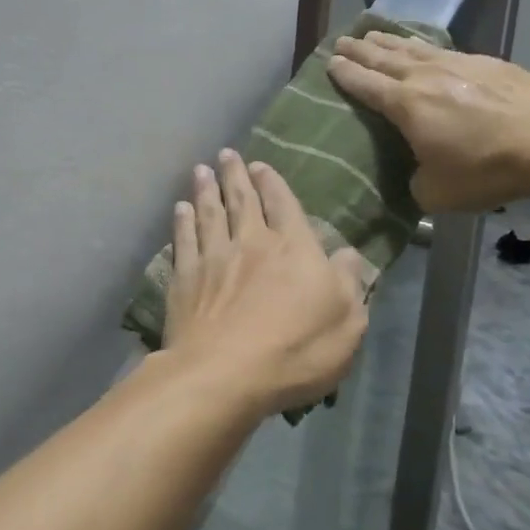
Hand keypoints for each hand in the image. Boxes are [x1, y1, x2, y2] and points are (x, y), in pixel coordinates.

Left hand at [164, 150, 371, 415]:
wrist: (225, 374)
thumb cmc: (296, 351)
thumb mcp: (347, 322)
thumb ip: (349, 283)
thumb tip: (348, 254)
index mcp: (294, 248)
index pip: (284, 205)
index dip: (273, 183)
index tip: (261, 166)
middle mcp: (252, 243)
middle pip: (242, 201)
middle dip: (235, 175)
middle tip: (226, 154)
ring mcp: (214, 259)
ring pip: (209, 214)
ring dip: (205, 189)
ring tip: (201, 170)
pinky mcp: (185, 280)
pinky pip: (183, 240)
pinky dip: (182, 222)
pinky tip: (180, 209)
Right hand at [327, 32, 529, 212]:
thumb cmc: (487, 169)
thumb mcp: (438, 192)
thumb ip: (416, 181)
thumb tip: (418, 173)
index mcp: (406, 105)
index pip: (366, 85)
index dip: (346, 74)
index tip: (330, 63)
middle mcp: (426, 77)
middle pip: (385, 58)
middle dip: (361, 50)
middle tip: (342, 41)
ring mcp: (458, 64)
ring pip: (414, 48)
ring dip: (390, 42)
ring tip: (374, 34)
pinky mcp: (487, 63)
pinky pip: (443, 49)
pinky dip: (425, 46)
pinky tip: (426, 48)